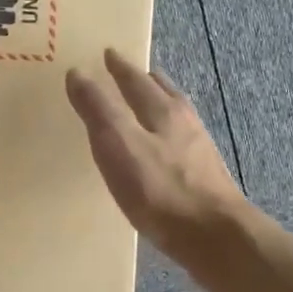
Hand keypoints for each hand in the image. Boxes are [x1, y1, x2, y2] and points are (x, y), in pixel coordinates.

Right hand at [65, 49, 246, 259]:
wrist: (214, 238)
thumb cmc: (161, 190)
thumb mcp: (118, 145)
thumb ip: (98, 109)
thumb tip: (78, 72)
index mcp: (163, 110)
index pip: (137, 79)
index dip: (120, 67)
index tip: (108, 53)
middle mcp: (185, 123)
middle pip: (162, 93)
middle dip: (143, 80)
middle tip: (127, 72)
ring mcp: (199, 151)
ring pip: (174, 117)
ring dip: (157, 105)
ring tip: (144, 106)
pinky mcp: (204, 178)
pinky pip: (179, 143)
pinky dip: (165, 135)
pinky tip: (160, 152)